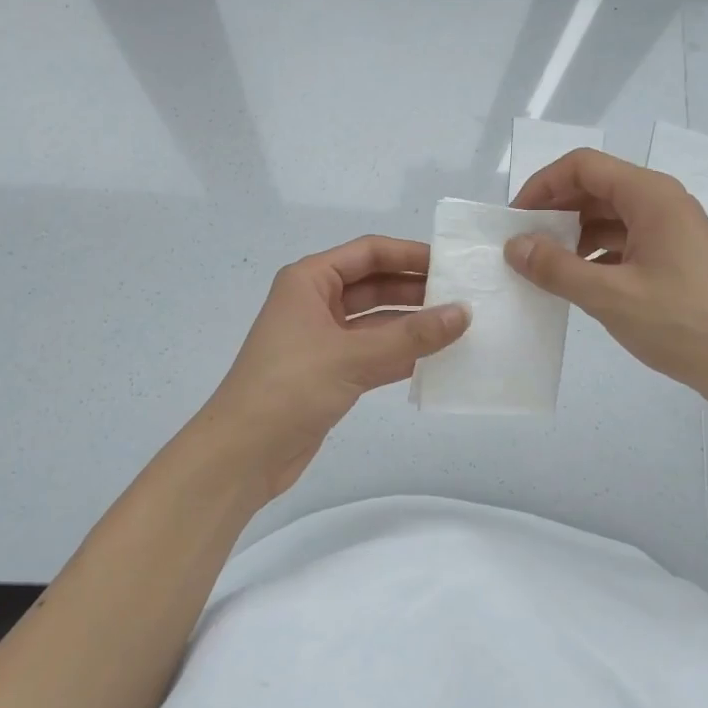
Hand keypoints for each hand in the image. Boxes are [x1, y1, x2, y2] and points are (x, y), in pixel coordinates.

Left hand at [207, 236, 468, 497]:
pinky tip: (438, 358)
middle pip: (374, 284)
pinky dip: (402, 353)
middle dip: (416, 289)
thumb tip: (465, 312)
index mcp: (309, 280)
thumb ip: (411, 335)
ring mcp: (323, 338)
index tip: (451, 263)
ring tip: (461, 326)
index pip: (368, 253)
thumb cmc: (289, 387)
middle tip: (464, 295)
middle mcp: (316, 302)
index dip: (410, 254)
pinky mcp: (331, 372)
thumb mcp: (352, 356)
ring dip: (413, 324)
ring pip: (377, 321)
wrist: (242, 454)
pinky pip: (374, 352)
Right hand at [507, 149, 707, 406]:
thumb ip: (556, 268)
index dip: (543, 185)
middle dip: (555, 210)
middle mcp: (662, 202)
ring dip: (572, 233)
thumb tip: (515, 245)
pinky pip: (625, 240)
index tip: (515, 219)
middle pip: (596, 187)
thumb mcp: (610, 296)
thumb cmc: (682, 323)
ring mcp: (671, 229)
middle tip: (522, 243)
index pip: (583, 166)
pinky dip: (595, 253)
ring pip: (609, 215)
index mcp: (650, 196)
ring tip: (543, 265)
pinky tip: (577, 280)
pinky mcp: (675, 256)